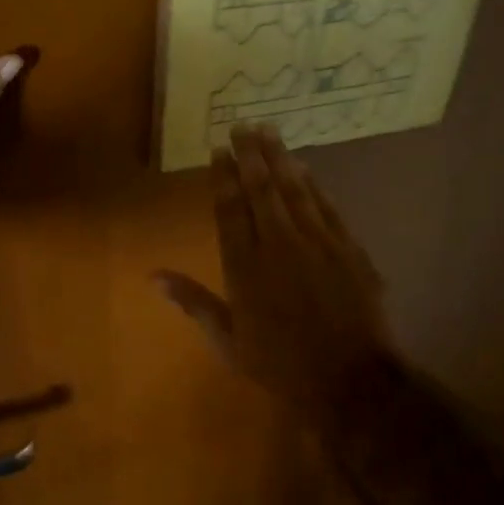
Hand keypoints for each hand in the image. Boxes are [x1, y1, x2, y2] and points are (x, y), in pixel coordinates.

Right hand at [156, 125, 398, 419]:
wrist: (350, 379)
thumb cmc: (281, 365)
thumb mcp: (228, 342)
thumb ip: (193, 303)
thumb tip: (153, 277)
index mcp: (245, 268)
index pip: (229, 211)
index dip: (222, 178)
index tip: (218, 151)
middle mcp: (278, 245)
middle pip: (261, 190)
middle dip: (250, 155)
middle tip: (242, 126)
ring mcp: (317, 243)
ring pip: (294, 190)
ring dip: (280, 158)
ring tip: (268, 131)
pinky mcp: (348, 248)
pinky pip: (326, 206)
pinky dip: (312, 184)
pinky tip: (304, 167)